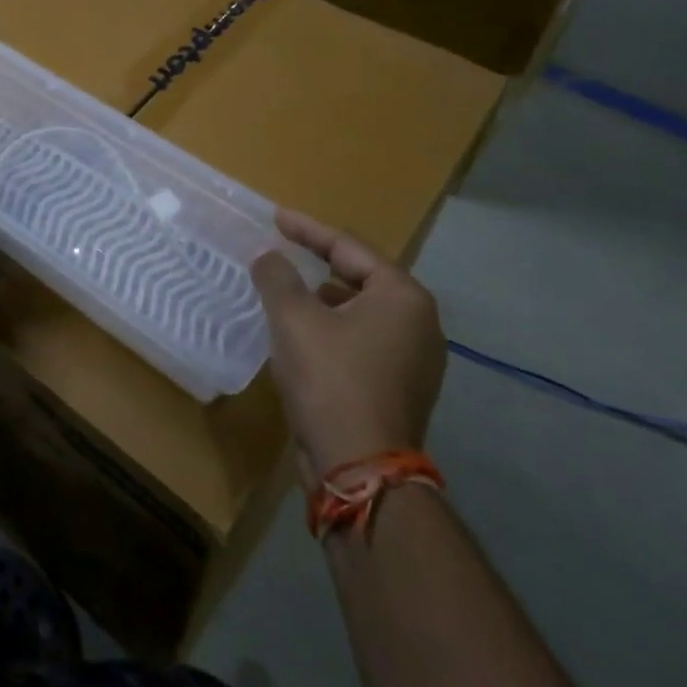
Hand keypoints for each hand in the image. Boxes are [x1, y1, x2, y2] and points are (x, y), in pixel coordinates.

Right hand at [250, 210, 444, 488]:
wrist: (361, 469)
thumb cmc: (331, 380)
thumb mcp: (293, 319)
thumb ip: (277, 277)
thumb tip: (267, 254)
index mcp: (403, 298)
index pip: (348, 248)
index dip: (307, 229)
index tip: (275, 217)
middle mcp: (420, 324)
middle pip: (360, 278)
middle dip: (319, 264)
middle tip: (284, 251)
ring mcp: (415, 360)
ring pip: (361, 313)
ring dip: (323, 300)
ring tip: (288, 293)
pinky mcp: (400, 388)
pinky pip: (363, 342)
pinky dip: (333, 330)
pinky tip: (303, 338)